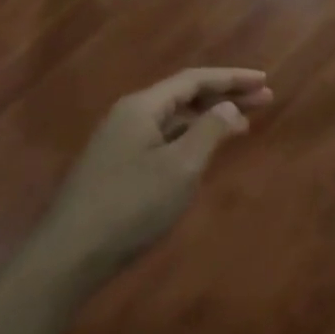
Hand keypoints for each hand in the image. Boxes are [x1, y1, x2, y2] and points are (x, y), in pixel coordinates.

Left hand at [38, 68, 272, 280]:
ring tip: (244, 124)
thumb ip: (209, 131)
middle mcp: (130, 115)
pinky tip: (205, 151)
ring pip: (174, 119)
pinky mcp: (117, 167)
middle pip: (185, 96)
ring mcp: (120, 142)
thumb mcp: (180, 167)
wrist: (69, 255)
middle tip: (265, 99)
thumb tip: (228, 106)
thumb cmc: (131, 206)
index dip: (232, 78)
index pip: (194, 80)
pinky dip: (190, 138)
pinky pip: (163, 139)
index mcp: (142, 107)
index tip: (264, 80)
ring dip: (209, 118)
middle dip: (225, 96)